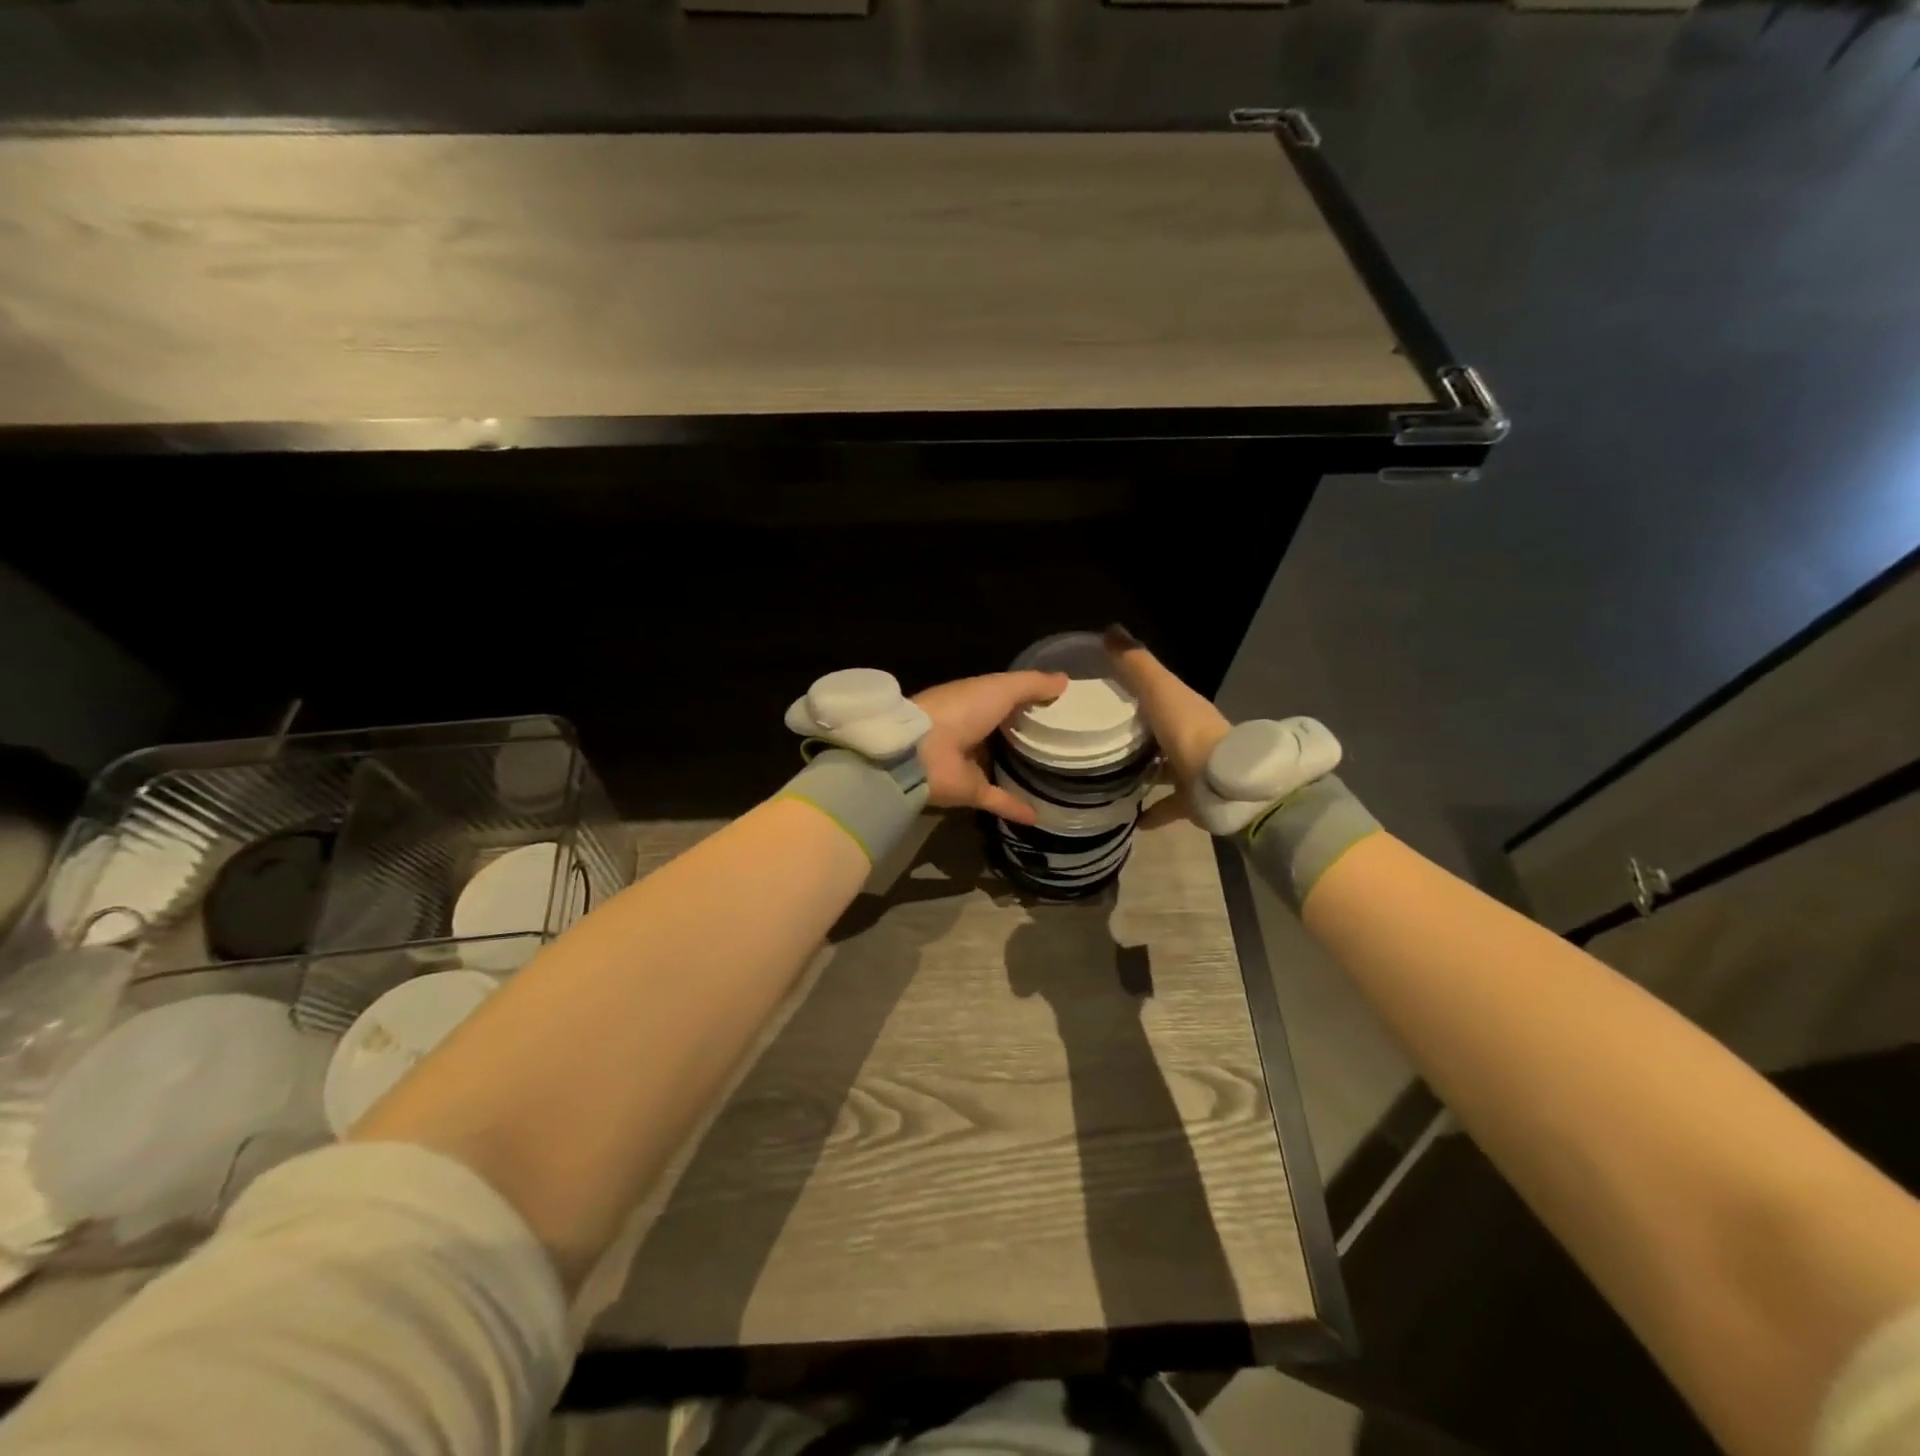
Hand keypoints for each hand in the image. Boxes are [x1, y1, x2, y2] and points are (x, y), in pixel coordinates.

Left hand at [911, 671, 1068, 824]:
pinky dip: (1017, 807)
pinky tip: (1041, 815)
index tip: (1063, 707)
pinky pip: (998, 800)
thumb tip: (1065, 680)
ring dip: (1021, 773)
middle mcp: (972, 731)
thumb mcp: (1000, 687)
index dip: (1032, 701)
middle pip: (1005, 734)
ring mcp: (970, 763)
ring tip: (1057, 777)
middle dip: (1029, 737)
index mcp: (975, 702)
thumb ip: (1032, 684)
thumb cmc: (960, 710)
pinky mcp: (970, 792)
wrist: (921, 751)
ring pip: (1000, 767)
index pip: (1007, 700)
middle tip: (1066, 743)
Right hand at [1103, 625, 1231, 829]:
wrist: (1223, 784)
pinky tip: (1128, 818)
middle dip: (1134, 733)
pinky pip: (1166, 806)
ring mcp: (1193, 770)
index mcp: (1183, 707)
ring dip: (1141, 772)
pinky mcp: (1192, 801)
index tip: (1101, 692)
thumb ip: (1136, 663)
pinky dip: (1150, 812)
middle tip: (1097, 737)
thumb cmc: (1188, 731)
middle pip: (1158, 731)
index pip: (1157, 692)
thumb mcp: (1159, 690)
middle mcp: (1189, 737)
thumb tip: (1110, 628)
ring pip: (1162, 768)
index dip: (1132, 689)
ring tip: (1106, 777)